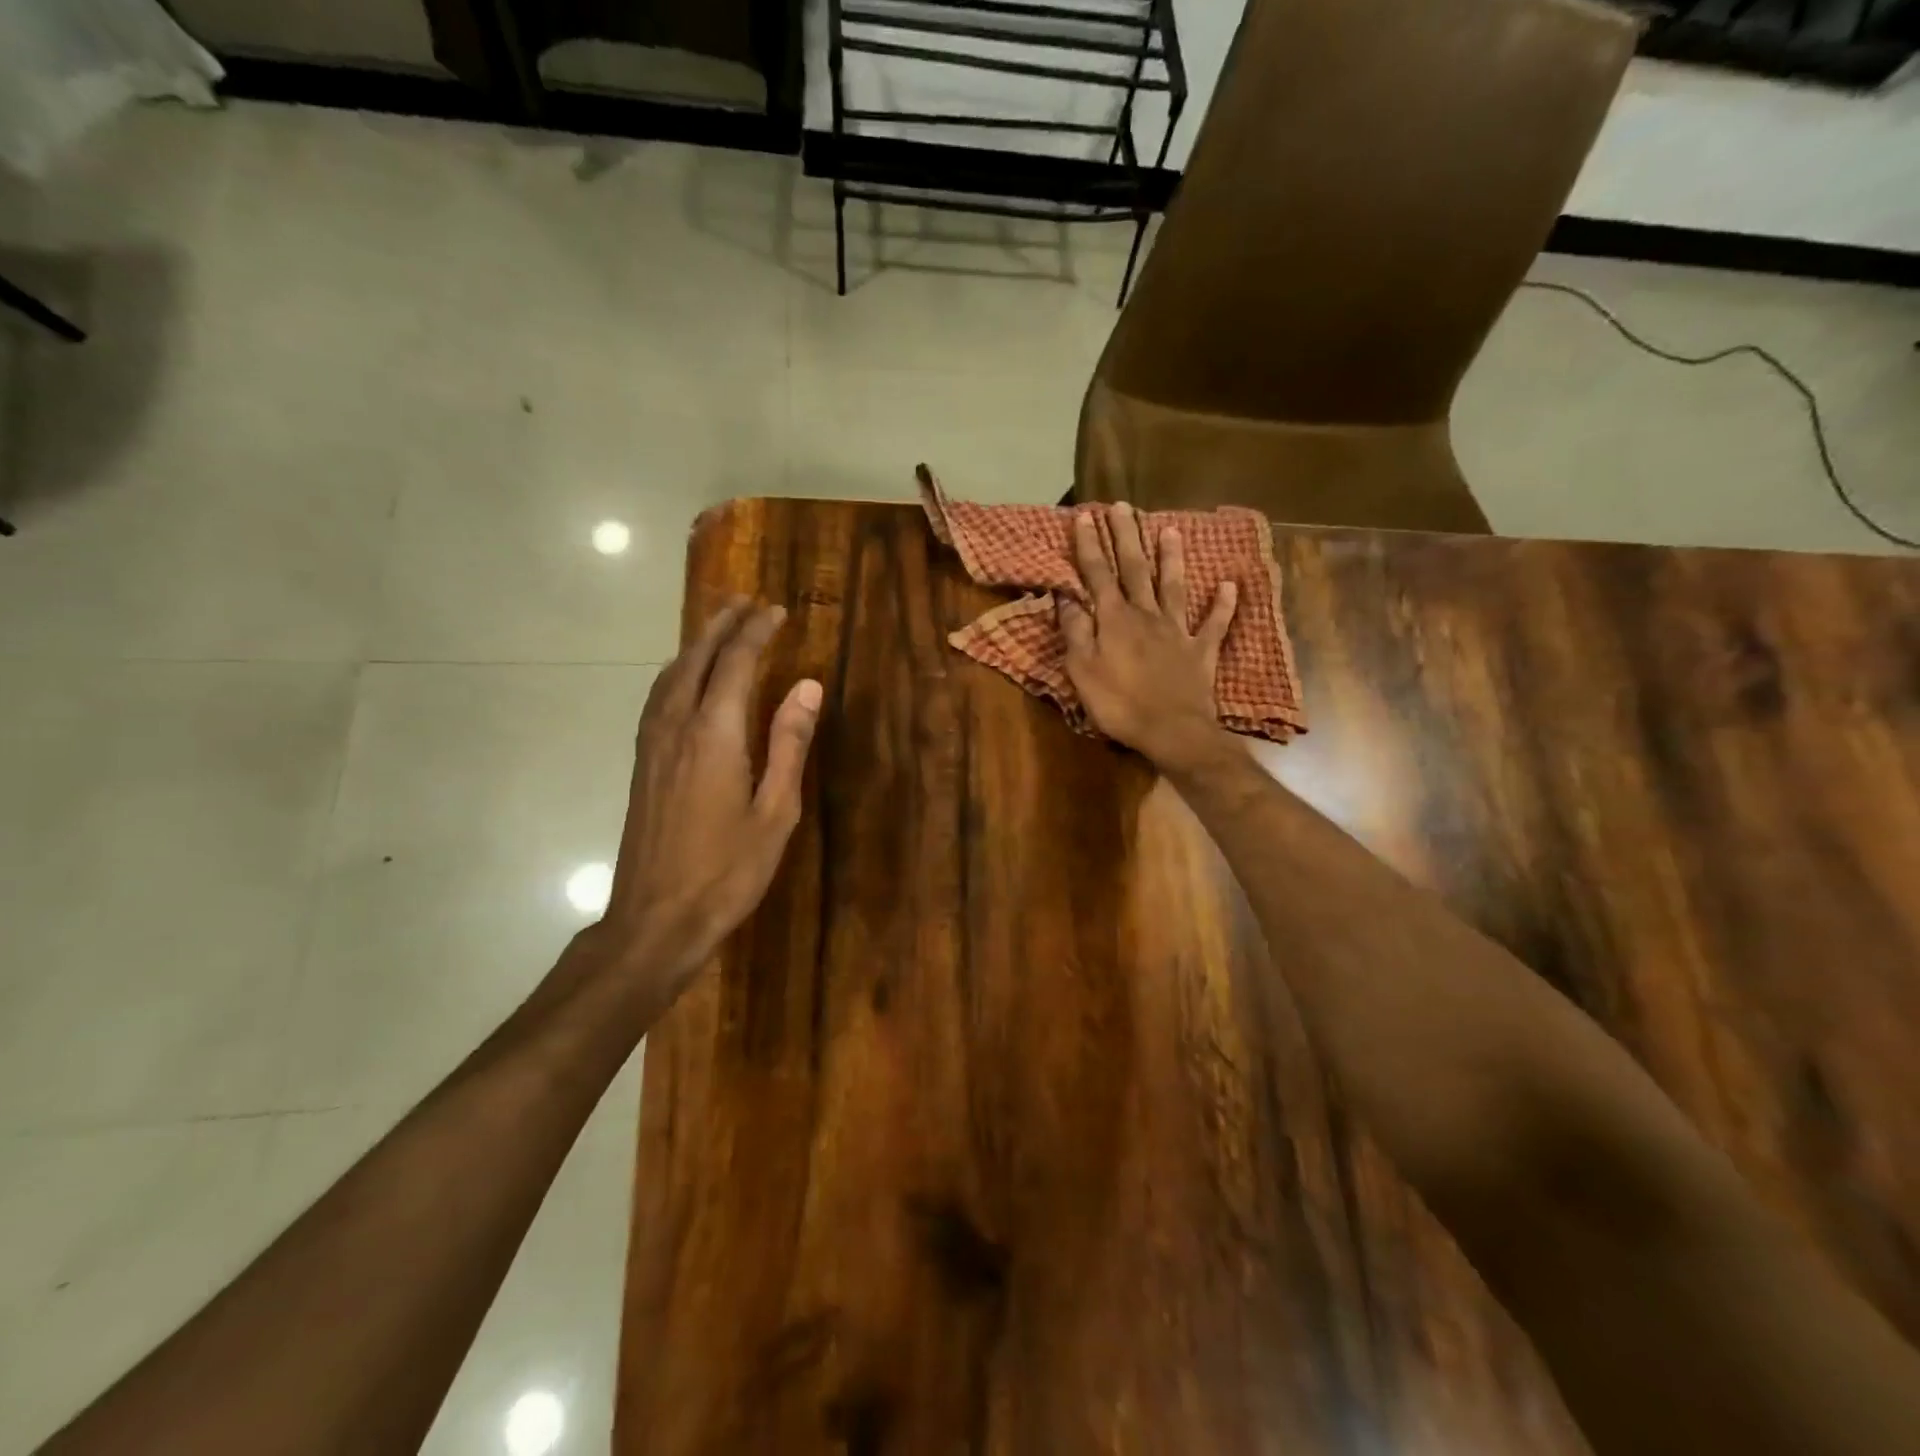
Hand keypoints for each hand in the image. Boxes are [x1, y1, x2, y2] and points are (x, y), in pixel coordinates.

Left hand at [595, 598, 821, 995]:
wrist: (655, 918)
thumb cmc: (728, 871)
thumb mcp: (776, 811)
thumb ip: (790, 744)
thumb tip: (808, 686)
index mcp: (715, 736)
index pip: (736, 664)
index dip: (757, 632)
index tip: (776, 611)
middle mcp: (676, 727)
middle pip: (696, 659)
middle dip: (721, 626)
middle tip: (744, 601)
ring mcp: (652, 745)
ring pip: (670, 676)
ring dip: (696, 645)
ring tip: (718, 627)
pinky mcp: (641, 763)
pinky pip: (658, 698)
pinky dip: (676, 672)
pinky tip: (684, 679)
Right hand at [1060, 502, 1236, 769]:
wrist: (1172, 731)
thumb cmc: (1119, 704)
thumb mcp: (1082, 670)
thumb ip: (1075, 632)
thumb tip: (1066, 597)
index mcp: (1114, 620)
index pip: (1098, 574)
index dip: (1090, 545)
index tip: (1085, 516)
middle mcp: (1147, 615)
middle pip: (1135, 569)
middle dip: (1126, 537)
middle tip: (1122, 507)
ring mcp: (1177, 631)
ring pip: (1174, 586)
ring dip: (1171, 558)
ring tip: (1170, 529)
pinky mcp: (1201, 651)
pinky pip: (1214, 624)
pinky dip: (1223, 605)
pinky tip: (1229, 586)